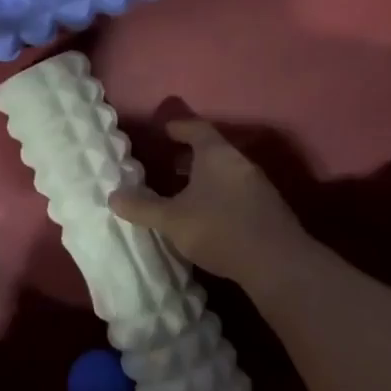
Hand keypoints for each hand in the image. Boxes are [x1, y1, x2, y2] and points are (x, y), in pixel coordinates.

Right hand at [109, 118, 314, 288]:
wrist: (278, 263)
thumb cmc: (219, 228)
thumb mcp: (172, 220)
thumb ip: (142, 207)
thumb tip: (112, 196)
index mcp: (216, 154)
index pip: (196, 128)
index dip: (178, 127)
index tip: (164, 130)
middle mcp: (239, 162)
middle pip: (212, 150)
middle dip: (189, 156)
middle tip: (168, 164)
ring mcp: (258, 185)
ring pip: (225, 172)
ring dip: (205, 178)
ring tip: (184, 193)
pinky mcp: (268, 209)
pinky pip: (237, 191)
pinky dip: (220, 195)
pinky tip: (209, 216)